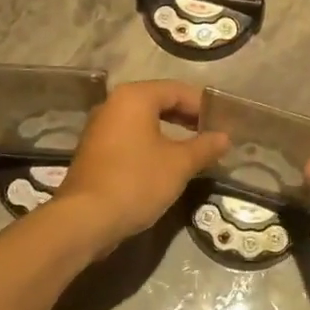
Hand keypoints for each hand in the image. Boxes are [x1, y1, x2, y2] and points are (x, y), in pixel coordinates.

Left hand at [54, 81, 227, 255]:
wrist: (85, 220)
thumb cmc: (136, 181)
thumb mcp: (179, 164)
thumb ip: (205, 147)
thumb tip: (224, 137)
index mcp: (134, 97)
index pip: (177, 90)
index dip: (202, 105)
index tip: (222, 122)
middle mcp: (113, 105)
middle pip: (158, 102)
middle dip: (187, 118)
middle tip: (211, 135)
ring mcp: (100, 128)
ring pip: (143, 121)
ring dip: (170, 133)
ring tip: (193, 150)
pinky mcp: (94, 151)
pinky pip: (130, 138)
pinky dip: (151, 144)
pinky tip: (165, 164)